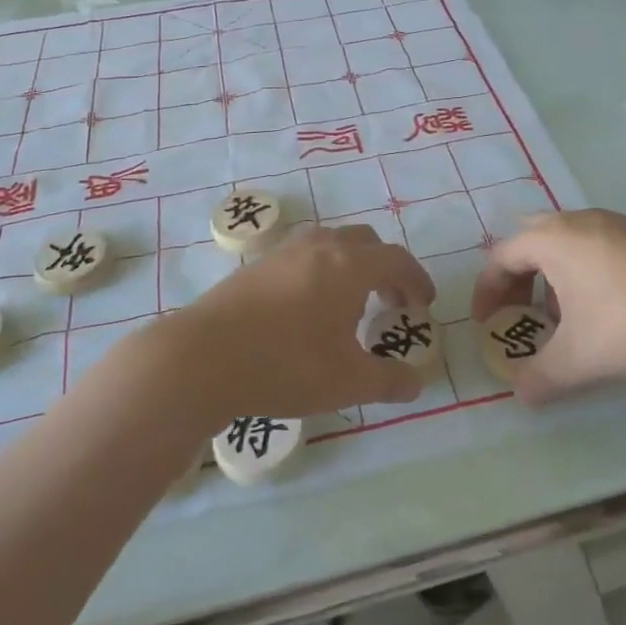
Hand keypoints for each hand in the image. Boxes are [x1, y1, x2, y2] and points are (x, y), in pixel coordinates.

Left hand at [162, 224, 434, 425]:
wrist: (202, 357)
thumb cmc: (285, 365)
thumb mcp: (348, 382)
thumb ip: (390, 381)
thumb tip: (416, 383)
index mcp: (350, 266)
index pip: (396, 260)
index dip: (416, 279)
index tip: (423, 304)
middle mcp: (320, 247)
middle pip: (366, 241)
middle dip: (385, 268)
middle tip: (389, 303)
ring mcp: (284, 252)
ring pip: (331, 242)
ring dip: (352, 265)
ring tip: (349, 303)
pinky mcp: (256, 264)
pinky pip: (303, 255)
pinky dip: (322, 270)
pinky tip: (308, 307)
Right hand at [472, 210, 625, 401]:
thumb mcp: (580, 358)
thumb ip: (542, 377)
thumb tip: (521, 394)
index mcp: (551, 240)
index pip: (501, 257)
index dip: (487, 291)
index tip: (487, 324)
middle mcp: (576, 222)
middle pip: (530, 241)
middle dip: (518, 278)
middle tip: (518, 312)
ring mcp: (612, 224)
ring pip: (564, 244)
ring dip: (551, 278)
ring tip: (562, 317)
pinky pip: (593, 247)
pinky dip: (581, 273)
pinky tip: (604, 309)